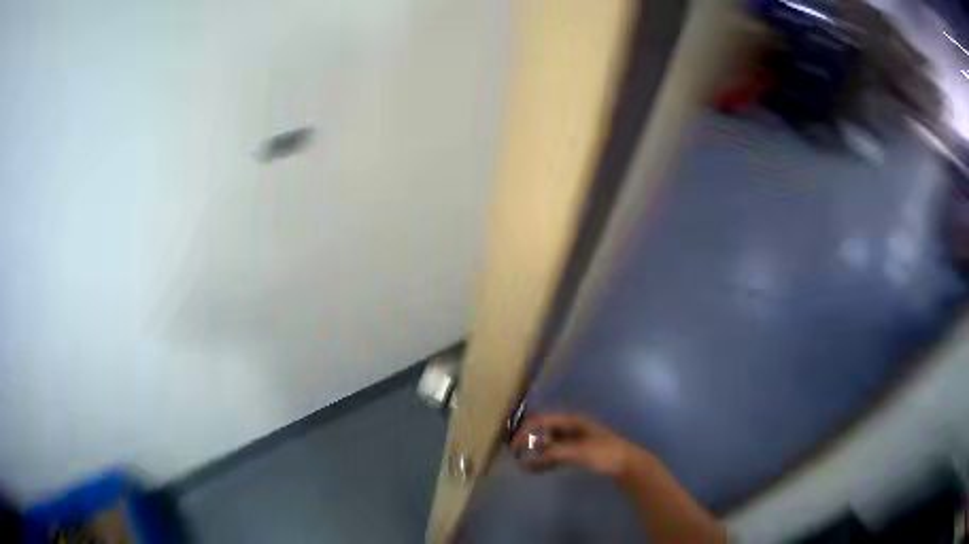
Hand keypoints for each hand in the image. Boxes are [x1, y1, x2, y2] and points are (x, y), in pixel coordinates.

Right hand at [510, 412, 655, 479]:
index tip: (513, 445)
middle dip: (529, 438)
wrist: (628, 463)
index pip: (543, 420)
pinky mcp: (578, 451)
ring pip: (549, 442)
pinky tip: (537, 468)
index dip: (526, 431)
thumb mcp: (579, 451)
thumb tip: (530, 456)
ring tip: (523, 462)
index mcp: (573, 420)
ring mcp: (575, 438)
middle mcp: (572, 426)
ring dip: (537, 450)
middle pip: (544, 429)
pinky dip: (546, 459)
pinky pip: (556, 452)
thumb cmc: (605, 453)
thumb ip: (554, 452)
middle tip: (514, 451)